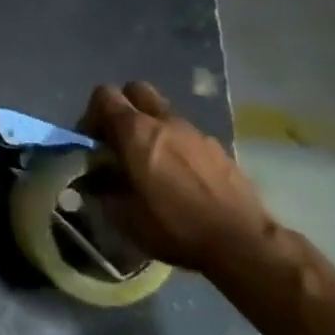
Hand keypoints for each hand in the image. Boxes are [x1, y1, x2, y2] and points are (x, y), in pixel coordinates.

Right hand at [81, 82, 275, 275]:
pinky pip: (187, 135)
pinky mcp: (218, 148)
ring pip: (163, 113)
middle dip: (123, 108)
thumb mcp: (123, 216)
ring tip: (152, 164)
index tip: (93, 141)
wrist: (242, 244)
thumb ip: (101, 189)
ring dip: (151, 129)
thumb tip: (92, 179)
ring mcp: (195, 132)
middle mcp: (164, 121)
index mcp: (135, 131)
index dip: (92, 113)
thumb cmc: (174, 226)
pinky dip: (177, 146)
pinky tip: (181, 178)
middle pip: (136, 90)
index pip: (104, 95)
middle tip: (120, 140)